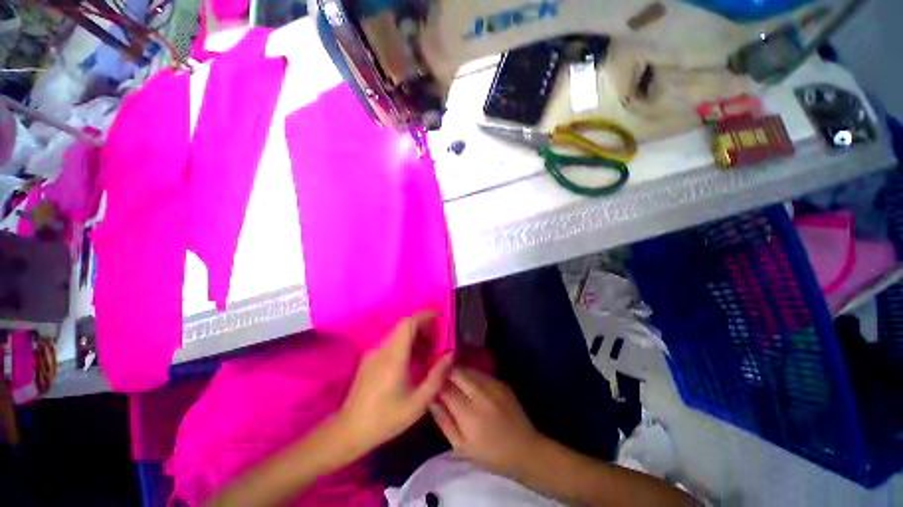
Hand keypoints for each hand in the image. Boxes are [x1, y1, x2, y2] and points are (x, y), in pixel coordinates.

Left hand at [337, 312, 452, 453]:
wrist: (349, 431)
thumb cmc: (386, 418)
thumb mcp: (418, 403)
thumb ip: (436, 377)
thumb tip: (450, 355)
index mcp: (394, 357)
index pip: (408, 323)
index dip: (425, 316)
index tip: (440, 318)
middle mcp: (382, 349)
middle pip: (404, 326)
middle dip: (423, 326)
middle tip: (438, 339)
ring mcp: (373, 353)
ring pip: (397, 334)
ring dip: (415, 336)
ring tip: (428, 351)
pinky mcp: (369, 359)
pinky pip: (390, 343)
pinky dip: (405, 344)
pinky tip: (412, 361)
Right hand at [430, 367, 542, 474]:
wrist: (526, 449)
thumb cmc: (491, 455)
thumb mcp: (462, 447)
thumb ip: (444, 422)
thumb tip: (431, 401)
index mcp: (470, 415)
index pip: (445, 389)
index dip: (435, 384)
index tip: (429, 385)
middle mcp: (481, 394)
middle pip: (457, 372)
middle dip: (445, 373)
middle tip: (439, 379)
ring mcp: (493, 385)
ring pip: (468, 369)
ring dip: (458, 373)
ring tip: (452, 381)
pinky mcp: (501, 382)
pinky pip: (480, 373)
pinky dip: (471, 376)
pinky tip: (469, 385)